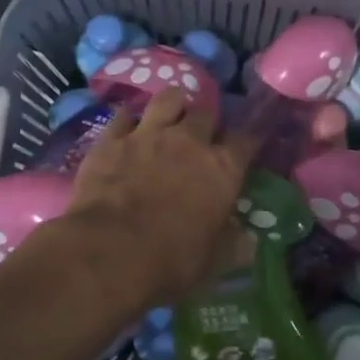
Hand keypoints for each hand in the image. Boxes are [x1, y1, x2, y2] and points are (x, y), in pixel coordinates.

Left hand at [65, 88, 256, 309]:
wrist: (108, 252)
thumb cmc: (170, 261)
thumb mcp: (212, 262)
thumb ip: (234, 246)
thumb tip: (251, 243)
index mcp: (222, 169)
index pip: (247, 140)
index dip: (250, 138)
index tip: (249, 142)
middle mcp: (189, 141)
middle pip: (206, 111)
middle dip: (207, 120)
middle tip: (201, 135)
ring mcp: (148, 134)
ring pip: (168, 98)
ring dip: (172, 105)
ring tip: (169, 116)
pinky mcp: (111, 139)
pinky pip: (124, 115)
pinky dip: (129, 120)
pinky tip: (127, 129)